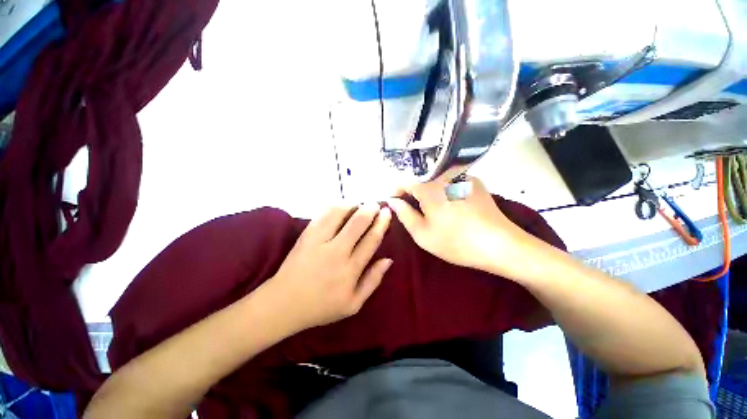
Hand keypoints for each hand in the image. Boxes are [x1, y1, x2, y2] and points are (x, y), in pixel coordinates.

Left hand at [266, 203, 392, 330]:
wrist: (283, 304)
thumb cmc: (321, 306)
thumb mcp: (353, 304)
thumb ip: (373, 281)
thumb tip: (388, 259)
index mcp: (350, 270)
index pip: (371, 240)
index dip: (381, 223)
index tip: (386, 213)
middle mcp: (336, 252)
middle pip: (358, 223)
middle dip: (370, 209)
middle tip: (376, 204)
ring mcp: (318, 241)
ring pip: (339, 214)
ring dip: (352, 205)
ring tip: (359, 204)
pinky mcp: (306, 235)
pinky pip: (322, 214)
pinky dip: (334, 206)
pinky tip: (341, 206)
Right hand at [388, 176, 531, 274]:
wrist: (500, 245)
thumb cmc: (456, 241)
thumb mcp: (422, 233)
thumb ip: (404, 214)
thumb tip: (392, 201)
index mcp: (429, 186)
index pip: (404, 181)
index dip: (395, 191)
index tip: (393, 202)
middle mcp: (445, 175)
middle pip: (420, 179)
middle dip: (411, 192)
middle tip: (411, 210)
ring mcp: (462, 176)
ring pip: (435, 180)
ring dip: (428, 191)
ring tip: (431, 209)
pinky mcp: (474, 182)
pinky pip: (450, 182)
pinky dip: (443, 191)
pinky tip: (450, 206)